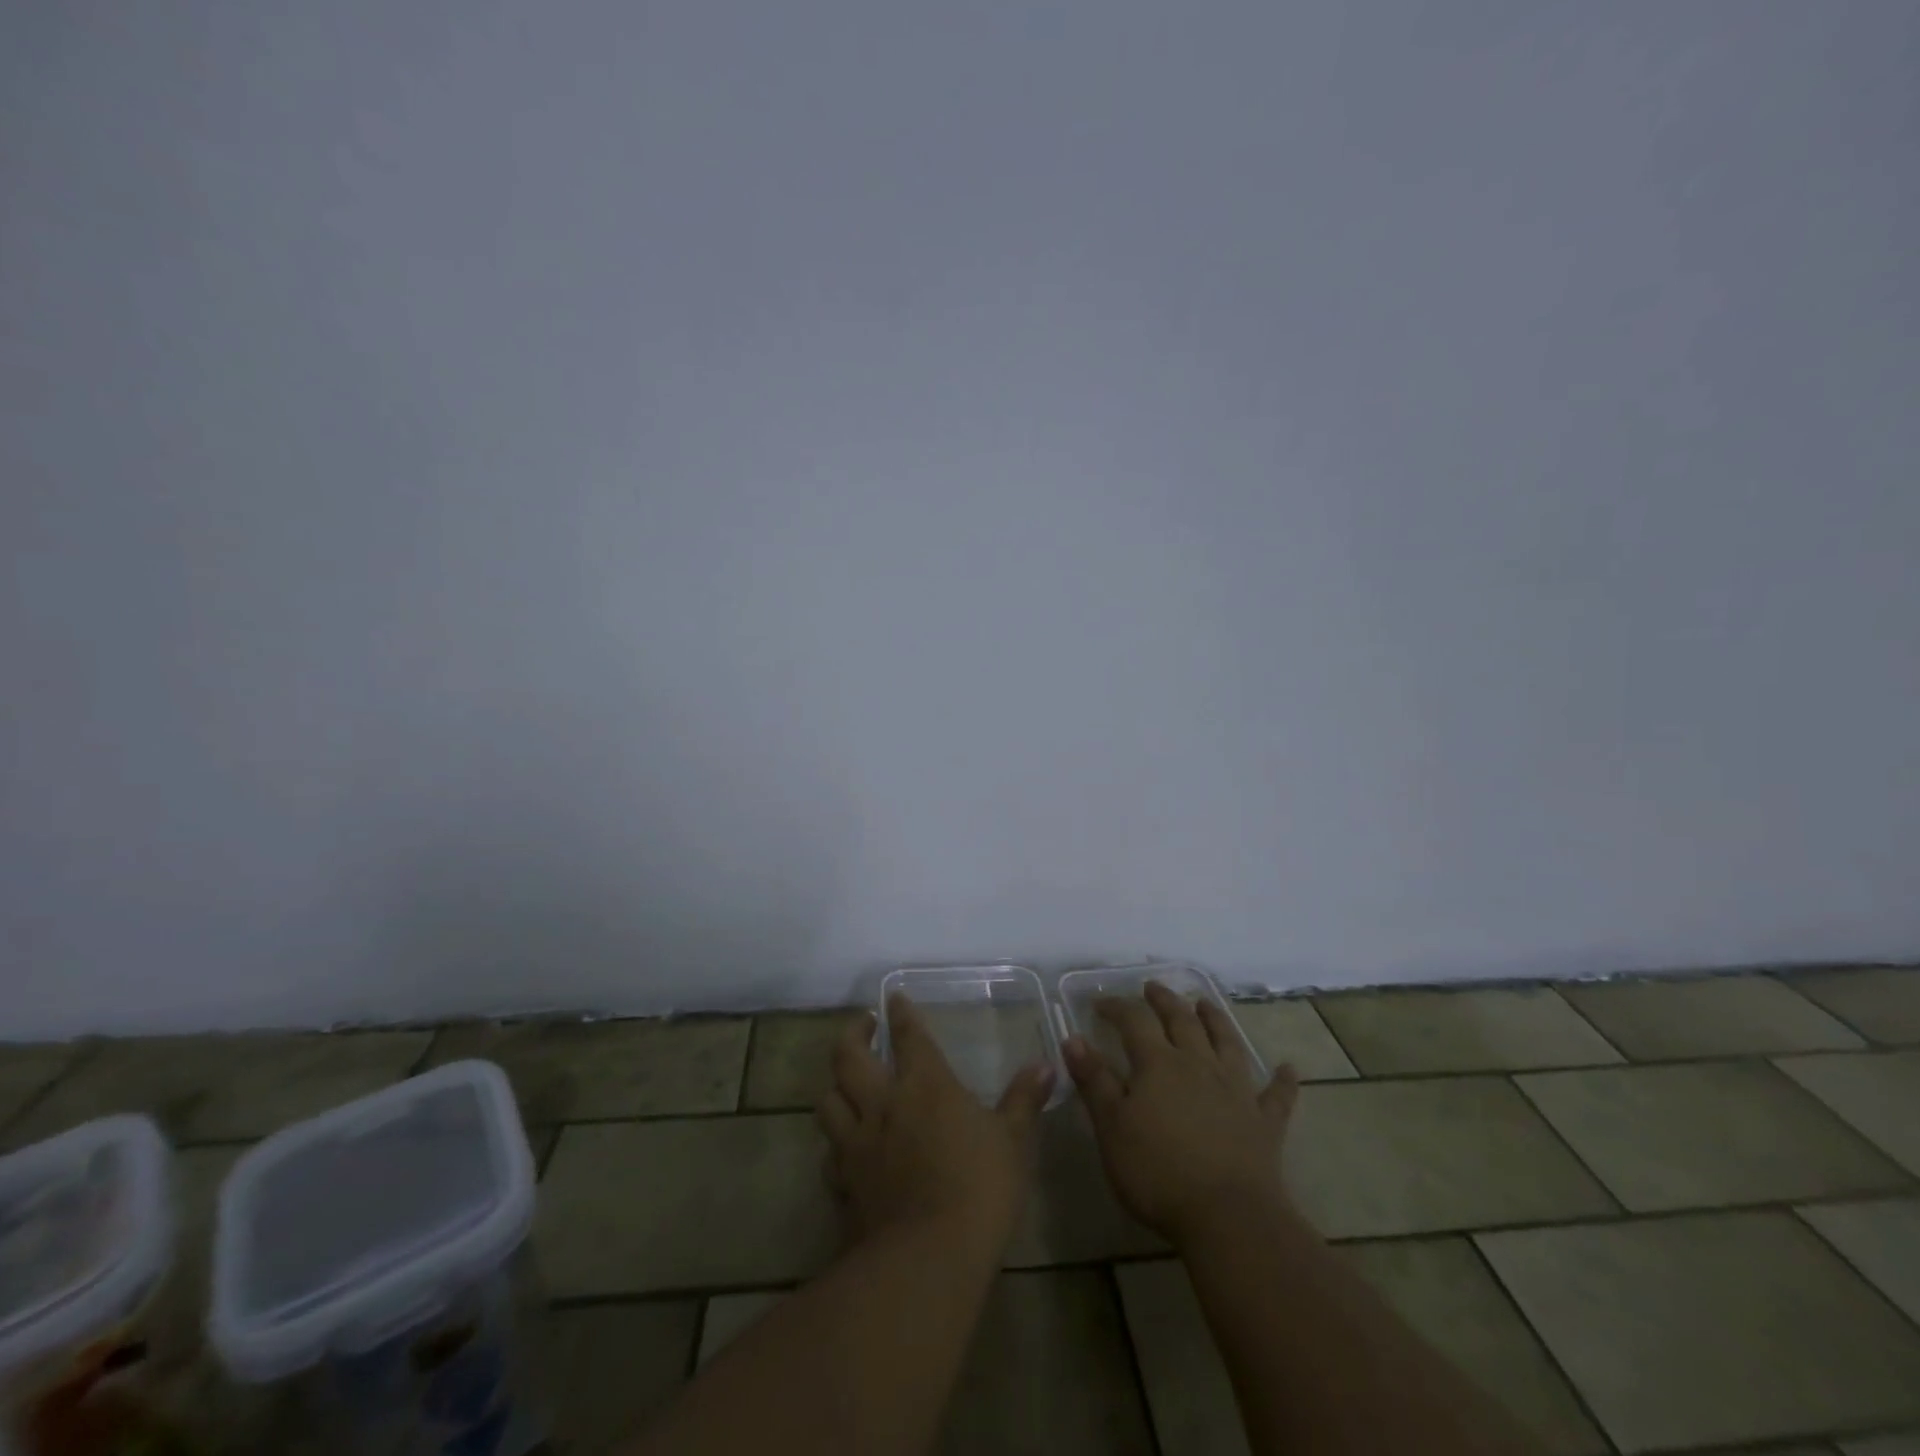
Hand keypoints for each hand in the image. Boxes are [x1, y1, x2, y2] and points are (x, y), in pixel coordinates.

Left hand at [816, 994, 1055, 1253]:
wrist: (928, 1258)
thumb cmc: (979, 1188)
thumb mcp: (1013, 1141)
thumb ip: (1024, 1100)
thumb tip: (1045, 1065)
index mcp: (924, 1084)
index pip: (908, 1035)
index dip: (900, 1012)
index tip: (894, 997)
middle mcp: (882, 1103)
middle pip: (848, 1057)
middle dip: (852, 1034)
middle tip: (862, 1026)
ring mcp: (857, 1144)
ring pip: (828, 1101)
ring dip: (835, 1086)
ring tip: (846, 1083)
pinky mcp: (844, 1184)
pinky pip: (829, 1154)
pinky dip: (834, 1145)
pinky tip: (844, 1149)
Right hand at [1064, 981, 1300, 1245]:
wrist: (1229, 1218)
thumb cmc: (1159, 1173)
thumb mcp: (1111, 1128)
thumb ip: (1094, 1081)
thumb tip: (1073, 1038)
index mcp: (1158, 1064)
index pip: (1133, 1021)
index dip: (1116, 1007)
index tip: (1100, 1003)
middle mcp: (1198, 1064)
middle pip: (1181, 1020)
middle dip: (1164, 1000)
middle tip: (1153, 987)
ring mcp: (1236, 1090)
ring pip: (1226, 1043)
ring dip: (1216, 1020)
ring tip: (1206, 1004)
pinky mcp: (1264, 1122)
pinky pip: (1276, 1095)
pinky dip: (1282, 1080)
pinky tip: (1288, 1068)